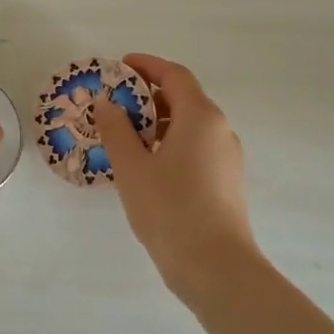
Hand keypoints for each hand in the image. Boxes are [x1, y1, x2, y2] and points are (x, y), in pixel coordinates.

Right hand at [93, 53, 258, 296]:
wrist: (216, 267)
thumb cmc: (170, 209)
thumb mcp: (132, 167)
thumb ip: (117, 130)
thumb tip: (106, 103)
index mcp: (201, 116)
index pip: (175, 75)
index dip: (147, 66)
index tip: (120, 66)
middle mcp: (220, 129)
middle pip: (184, 98)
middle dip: (149, 96)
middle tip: (115, 105)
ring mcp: (227, 157)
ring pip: (191, 126)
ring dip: (159, 123)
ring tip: (126, 138)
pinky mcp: (227, 181)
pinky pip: (197, 148)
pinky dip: (172, 144)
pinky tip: (148, 166)